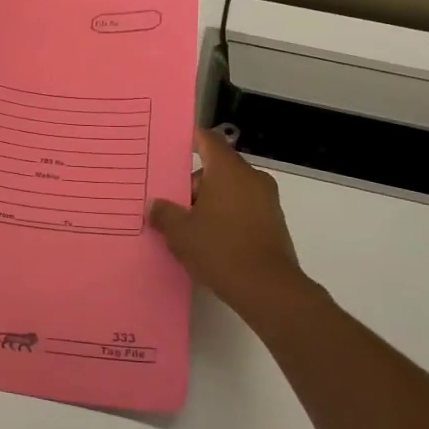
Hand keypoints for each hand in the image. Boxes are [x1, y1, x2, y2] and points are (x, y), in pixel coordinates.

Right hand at [149, 129, 316, 319]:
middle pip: (217, 169)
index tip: (171, 148)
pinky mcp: (274, 224)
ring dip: (209, 203)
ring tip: (186, 228)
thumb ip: (164, 213)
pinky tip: (209, 242)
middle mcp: (252, 178)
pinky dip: (226, 218)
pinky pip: (243, 210)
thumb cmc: (220, 249)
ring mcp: (267, 201)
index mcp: (228, 170)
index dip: (189, 140)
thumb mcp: (180, 232)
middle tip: (170, 204)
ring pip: (230, 191)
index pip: (208, 140)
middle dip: (193, 184)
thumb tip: (154, 205)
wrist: (268, 289)